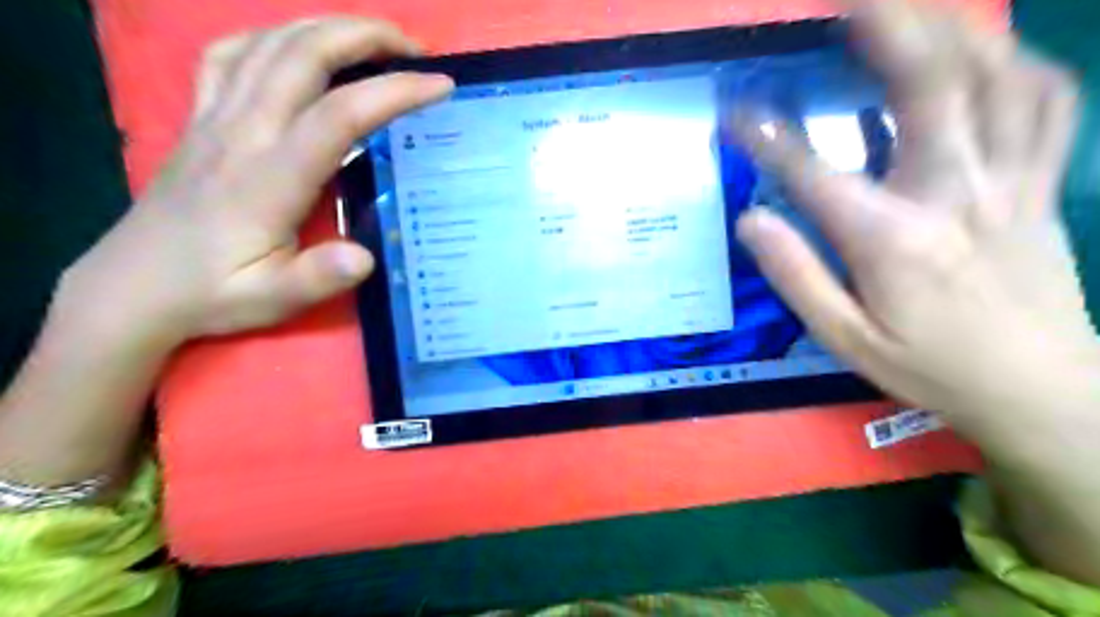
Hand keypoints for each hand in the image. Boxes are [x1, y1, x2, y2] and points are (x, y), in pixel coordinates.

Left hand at [59, 17, 455, 345]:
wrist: (133, 286)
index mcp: (269, 178)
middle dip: (365, 37)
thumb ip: (318, 277)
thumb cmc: (212, 293)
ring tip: (373, 39)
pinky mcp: (199, 118)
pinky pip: (230, 54)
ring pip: (269, 43)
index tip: (440, 85)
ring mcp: (214, 118)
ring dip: (326, 27)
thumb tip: (366, 257)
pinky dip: (271, 36)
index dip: (393, 92)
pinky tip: (297, 47)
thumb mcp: (272, 299)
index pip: (339, 115)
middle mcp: (241, 132)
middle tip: (415, 49)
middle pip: (303, 55)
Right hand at [729, 0, 1099, 428]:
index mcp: (891, 240)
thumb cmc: (930, 369)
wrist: (1043, 394)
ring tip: (912, 8)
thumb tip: (751, 221)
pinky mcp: (1044, 185)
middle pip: (928, 86)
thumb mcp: (845, 339)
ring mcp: (1011, 182)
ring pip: (997, 76)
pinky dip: (1017, 63)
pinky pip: (1045, 102)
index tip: (735, 113)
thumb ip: (796, 277)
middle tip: (849, 3)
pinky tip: (987, 51)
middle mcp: (953, 194)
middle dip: (888, 28)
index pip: (813, 172)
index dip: (767, 137)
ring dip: (952, 29)